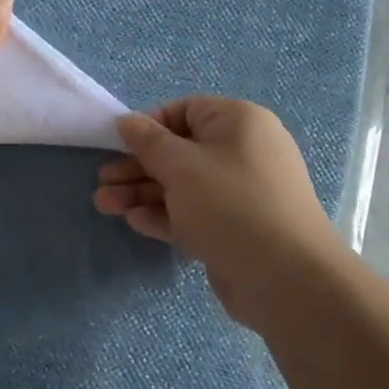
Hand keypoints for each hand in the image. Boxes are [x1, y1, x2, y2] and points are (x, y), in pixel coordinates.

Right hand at [93, 97, 335, 326]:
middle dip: (137, 167)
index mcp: (239, 123)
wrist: (285, 278)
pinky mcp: (234, 229)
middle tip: (102, 182)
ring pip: (182, 186)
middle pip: (179, 152)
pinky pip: (193, 214)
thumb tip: (127, 121)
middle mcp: (241, 153)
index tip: (118, 144)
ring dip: (143, 193)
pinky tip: (135, 222)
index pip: (186, 111)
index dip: (149, 125)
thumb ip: (148, 142)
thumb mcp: (181, 165)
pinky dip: (165, 215)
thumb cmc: (230, 204)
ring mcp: (239, 194)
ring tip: (105, 205)